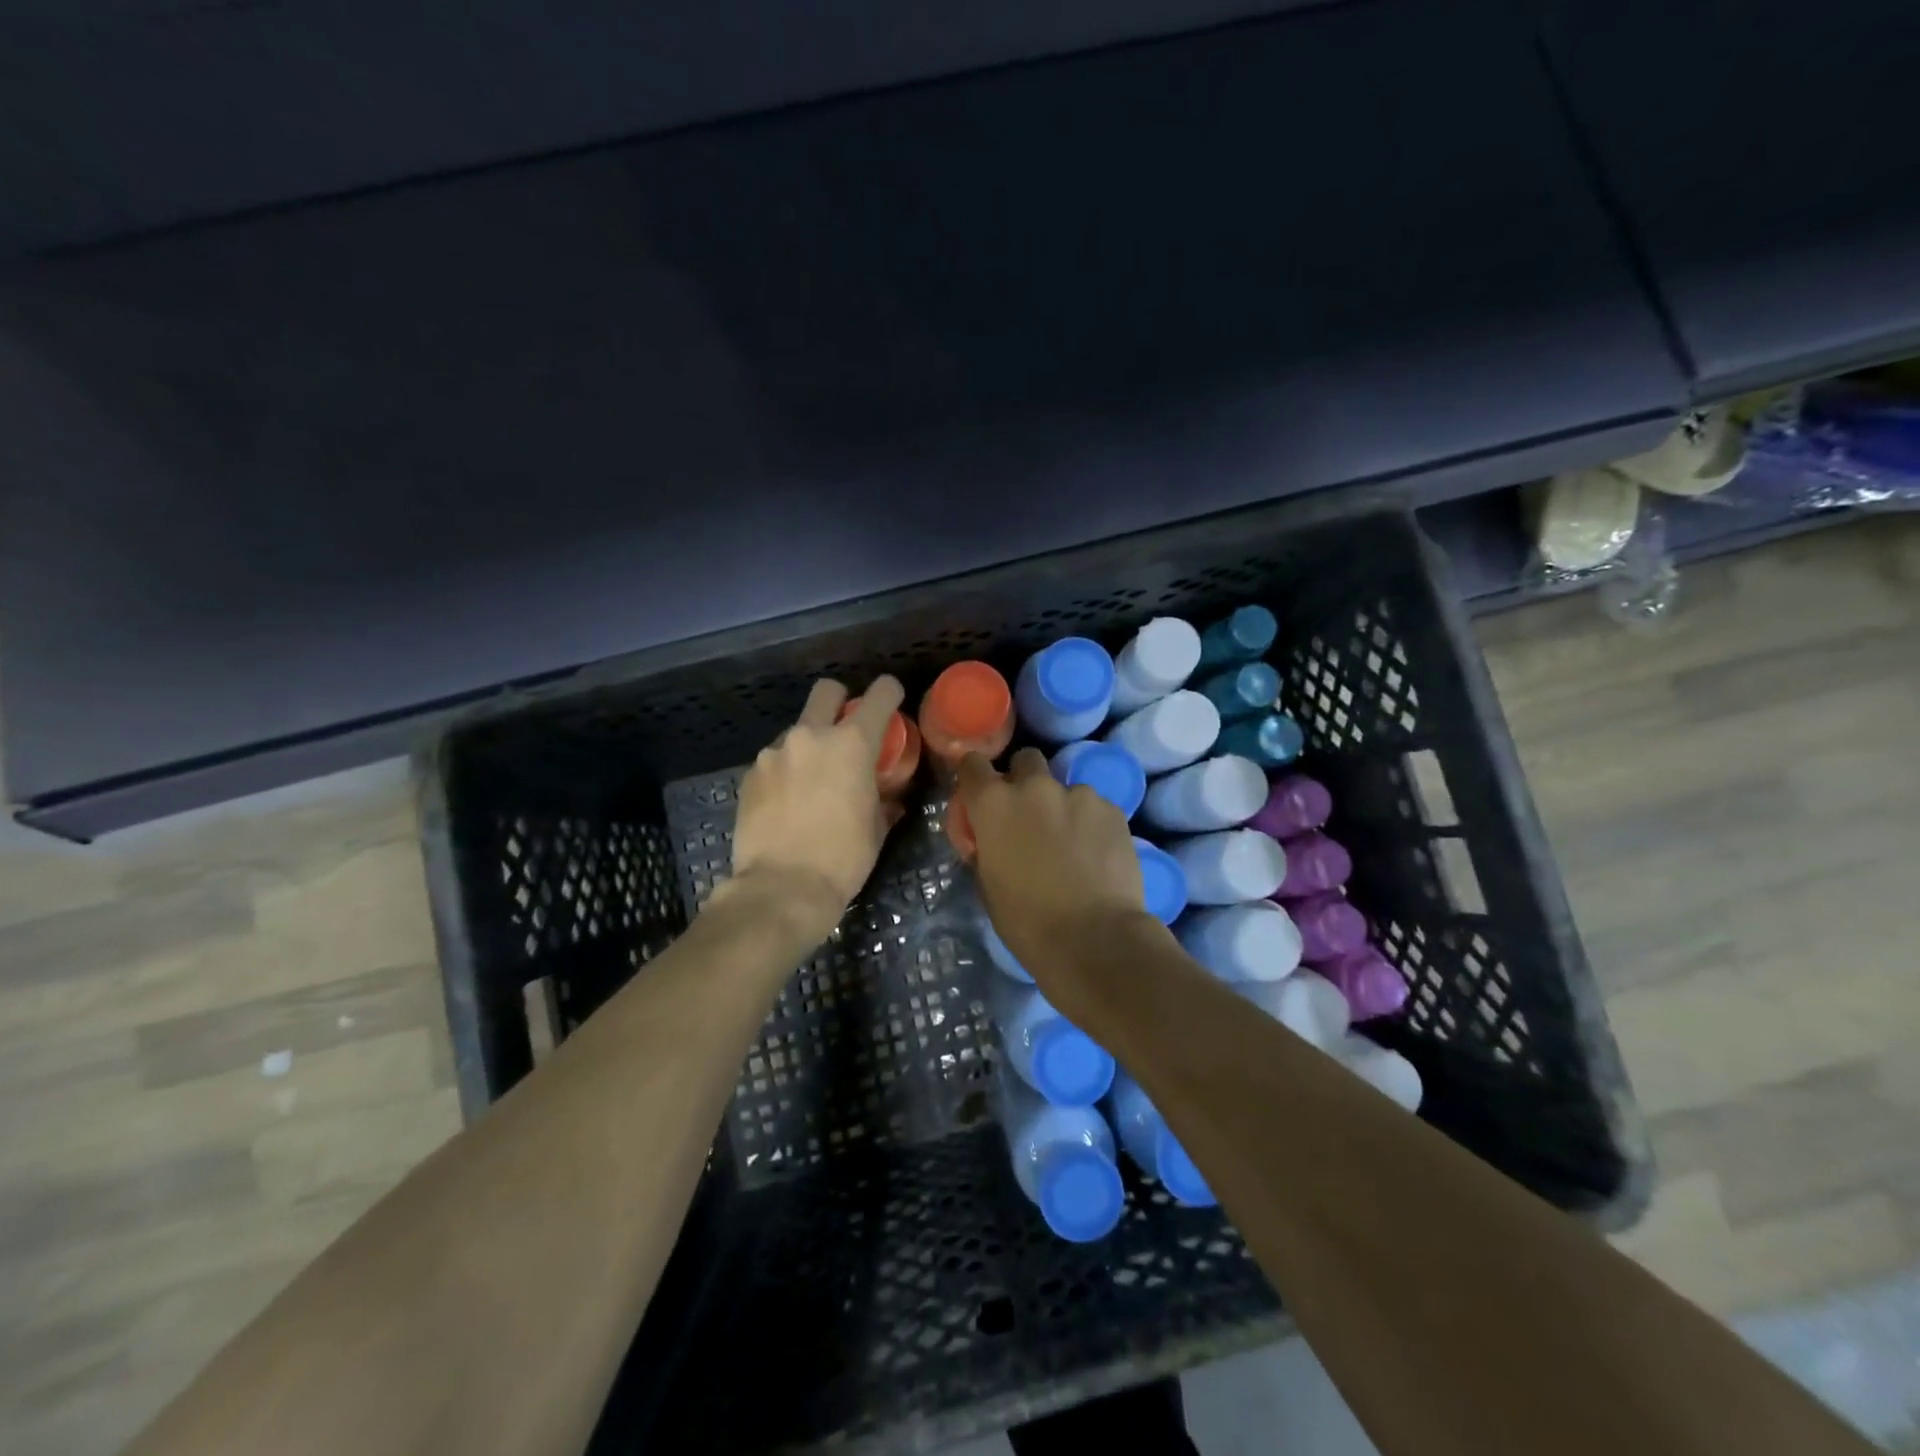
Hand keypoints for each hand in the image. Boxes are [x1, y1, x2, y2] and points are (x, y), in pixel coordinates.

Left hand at [719, 675, 906, 940]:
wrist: (781, 888)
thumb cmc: (843, 858)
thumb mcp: (876, 829)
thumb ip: (884, 801)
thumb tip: (891, 798)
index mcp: (852, 744)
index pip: (879, 695)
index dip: (890, 692)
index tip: (892, 699)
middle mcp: (811, 736)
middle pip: (827, 691)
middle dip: (840, 699)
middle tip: (845, 731)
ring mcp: (774, 753)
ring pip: (797, 731)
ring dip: (808, 747)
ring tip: (810, 783)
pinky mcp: (750, 774)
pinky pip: (775, 761)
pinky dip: (785, 772)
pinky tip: (786, 803)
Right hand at [955, 748, 1150, 978]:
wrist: (1094, 937)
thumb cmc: (1028, 921)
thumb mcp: (988, 885)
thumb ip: (986, 849)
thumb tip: (989, 840)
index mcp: (994, 805)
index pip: (972, 765)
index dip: (974, 776)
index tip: (979, 793)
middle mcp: (1035, 787)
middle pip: (1025, 760)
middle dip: (1023, 780)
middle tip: (1029, 815)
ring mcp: (1078, 794)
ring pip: (1064, 787)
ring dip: (1061, 806)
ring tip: (1071, 844)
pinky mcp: (1113, 809)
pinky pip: (1094, 807)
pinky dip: (1090, 823)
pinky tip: (1096, 854)